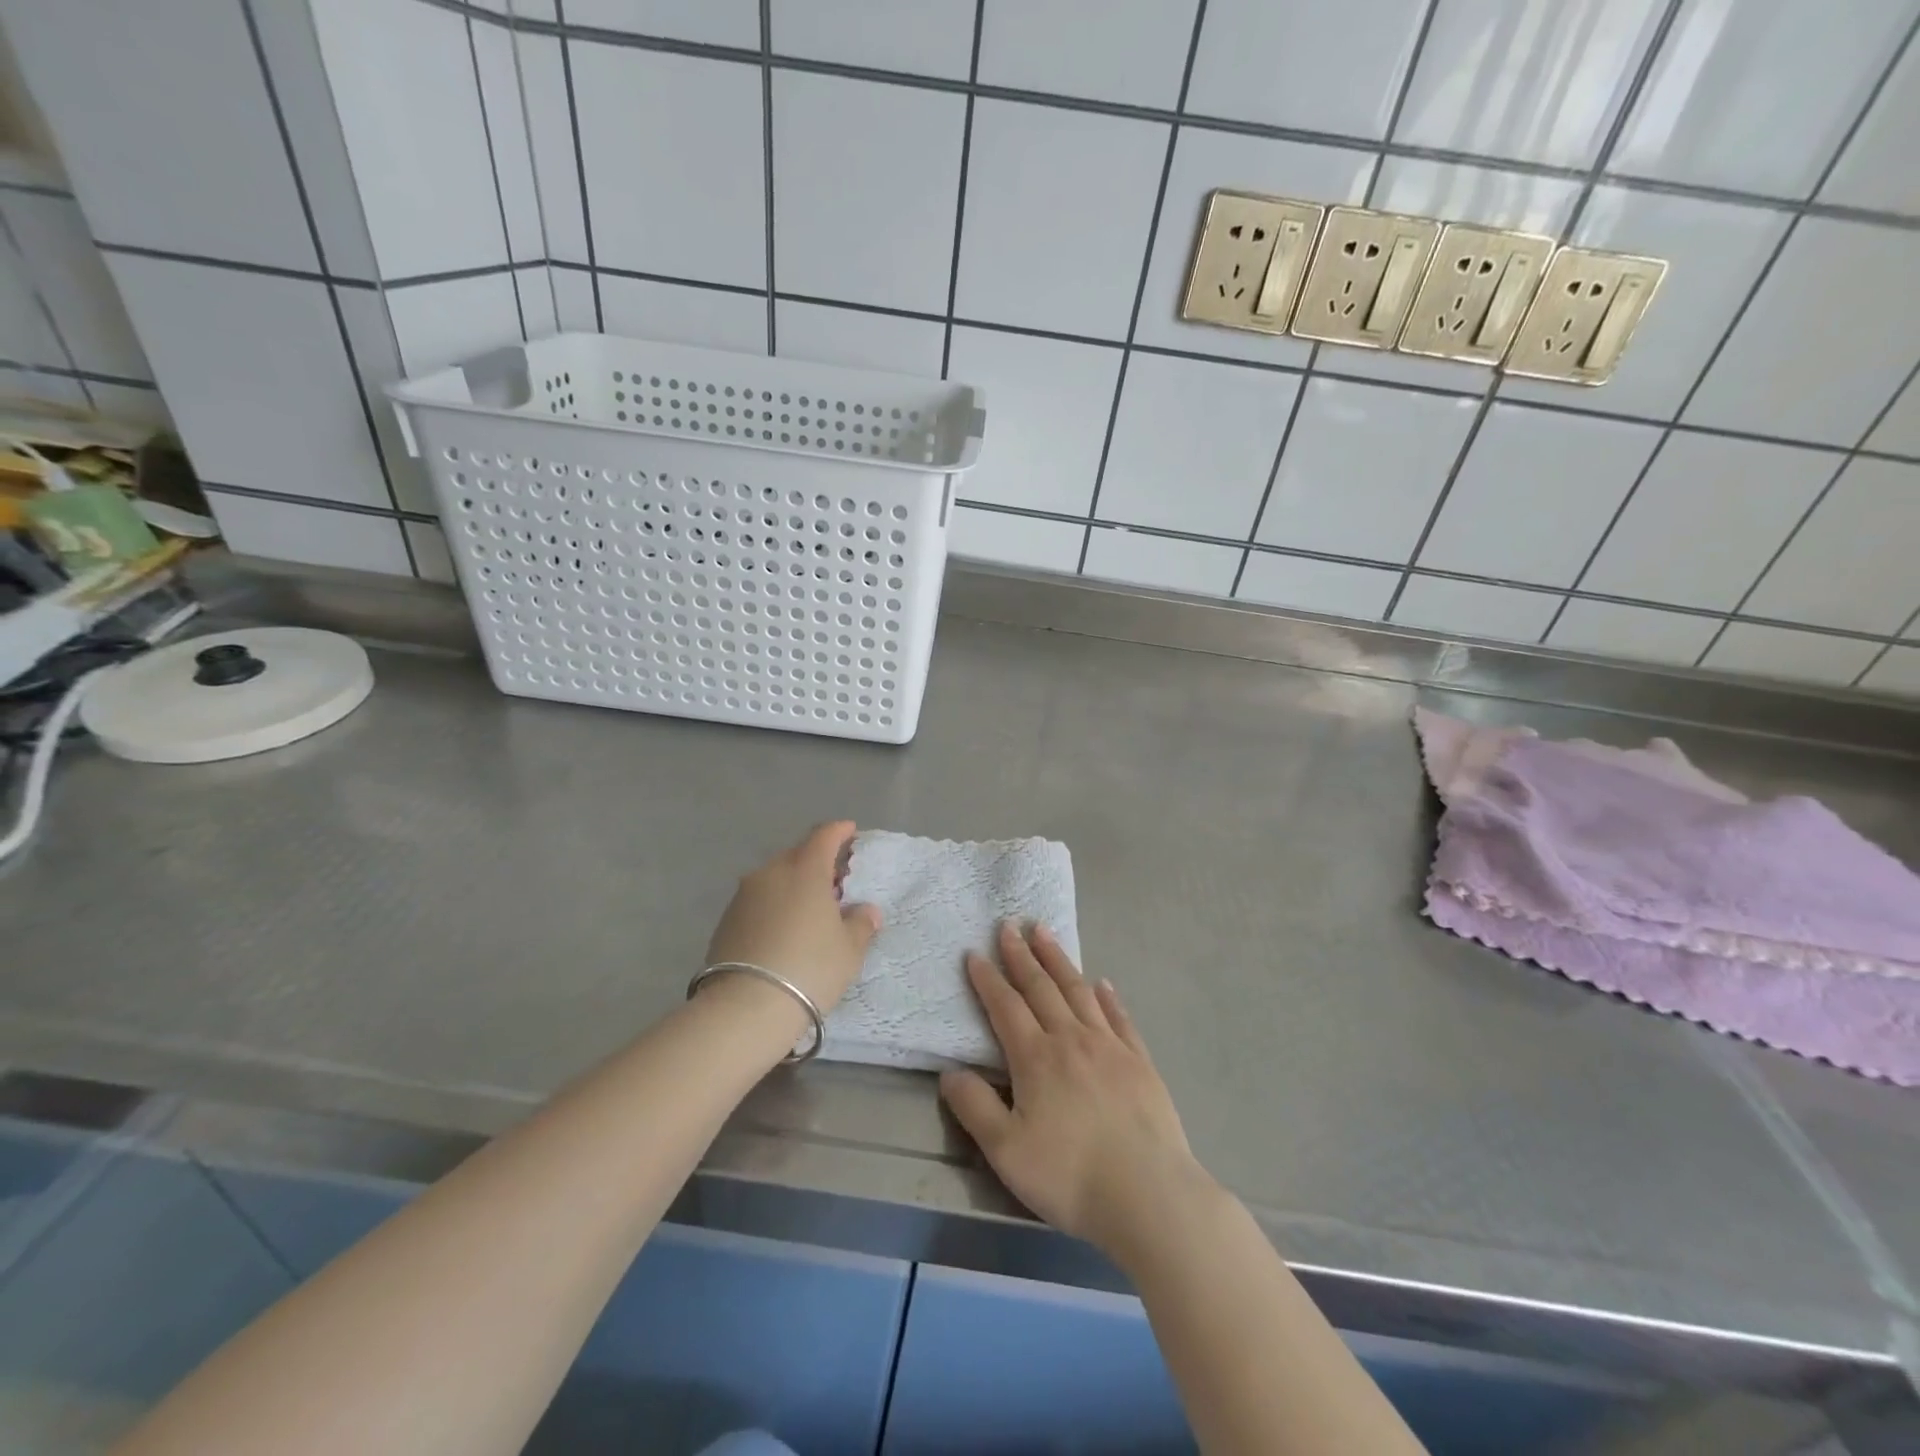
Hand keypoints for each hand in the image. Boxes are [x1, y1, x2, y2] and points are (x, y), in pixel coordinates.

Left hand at [705, 821, 880, 1012]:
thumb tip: (866, 910)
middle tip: (836, 881)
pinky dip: (775, 905)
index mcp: (805, 869)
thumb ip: (861, 924)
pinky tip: (784, 929)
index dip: (840, 831)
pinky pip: (759, 900)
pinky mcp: (726, 919)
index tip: (851, 832)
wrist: (745, 1007)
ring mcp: (744, 895)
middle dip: (818, 861)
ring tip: (810, 909)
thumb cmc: (809, 968)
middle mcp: (771, 872)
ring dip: (794, 885)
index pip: (824, 835)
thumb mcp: (849, 950)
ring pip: (775, 878)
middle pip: (798, 855)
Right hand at [940, 923, 1213, 1264]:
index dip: (987, 979)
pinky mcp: (1140, 1062)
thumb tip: (949, 1072)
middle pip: (1041, 988)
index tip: (974, 953)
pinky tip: (1102, 983)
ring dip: (1059, 961)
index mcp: (1036, 1058)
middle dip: (1021, 955)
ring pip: (1078, 991)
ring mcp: (1109, 1047)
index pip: (1005, 1007)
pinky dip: (1108, 997)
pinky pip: (1120, 1018)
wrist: (1148, 1196)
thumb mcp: (1006, 1151)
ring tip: (1045, 933)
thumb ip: (974, 1108)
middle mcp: (1071, 1040)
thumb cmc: (1070, 1176)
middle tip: (1009, 925)